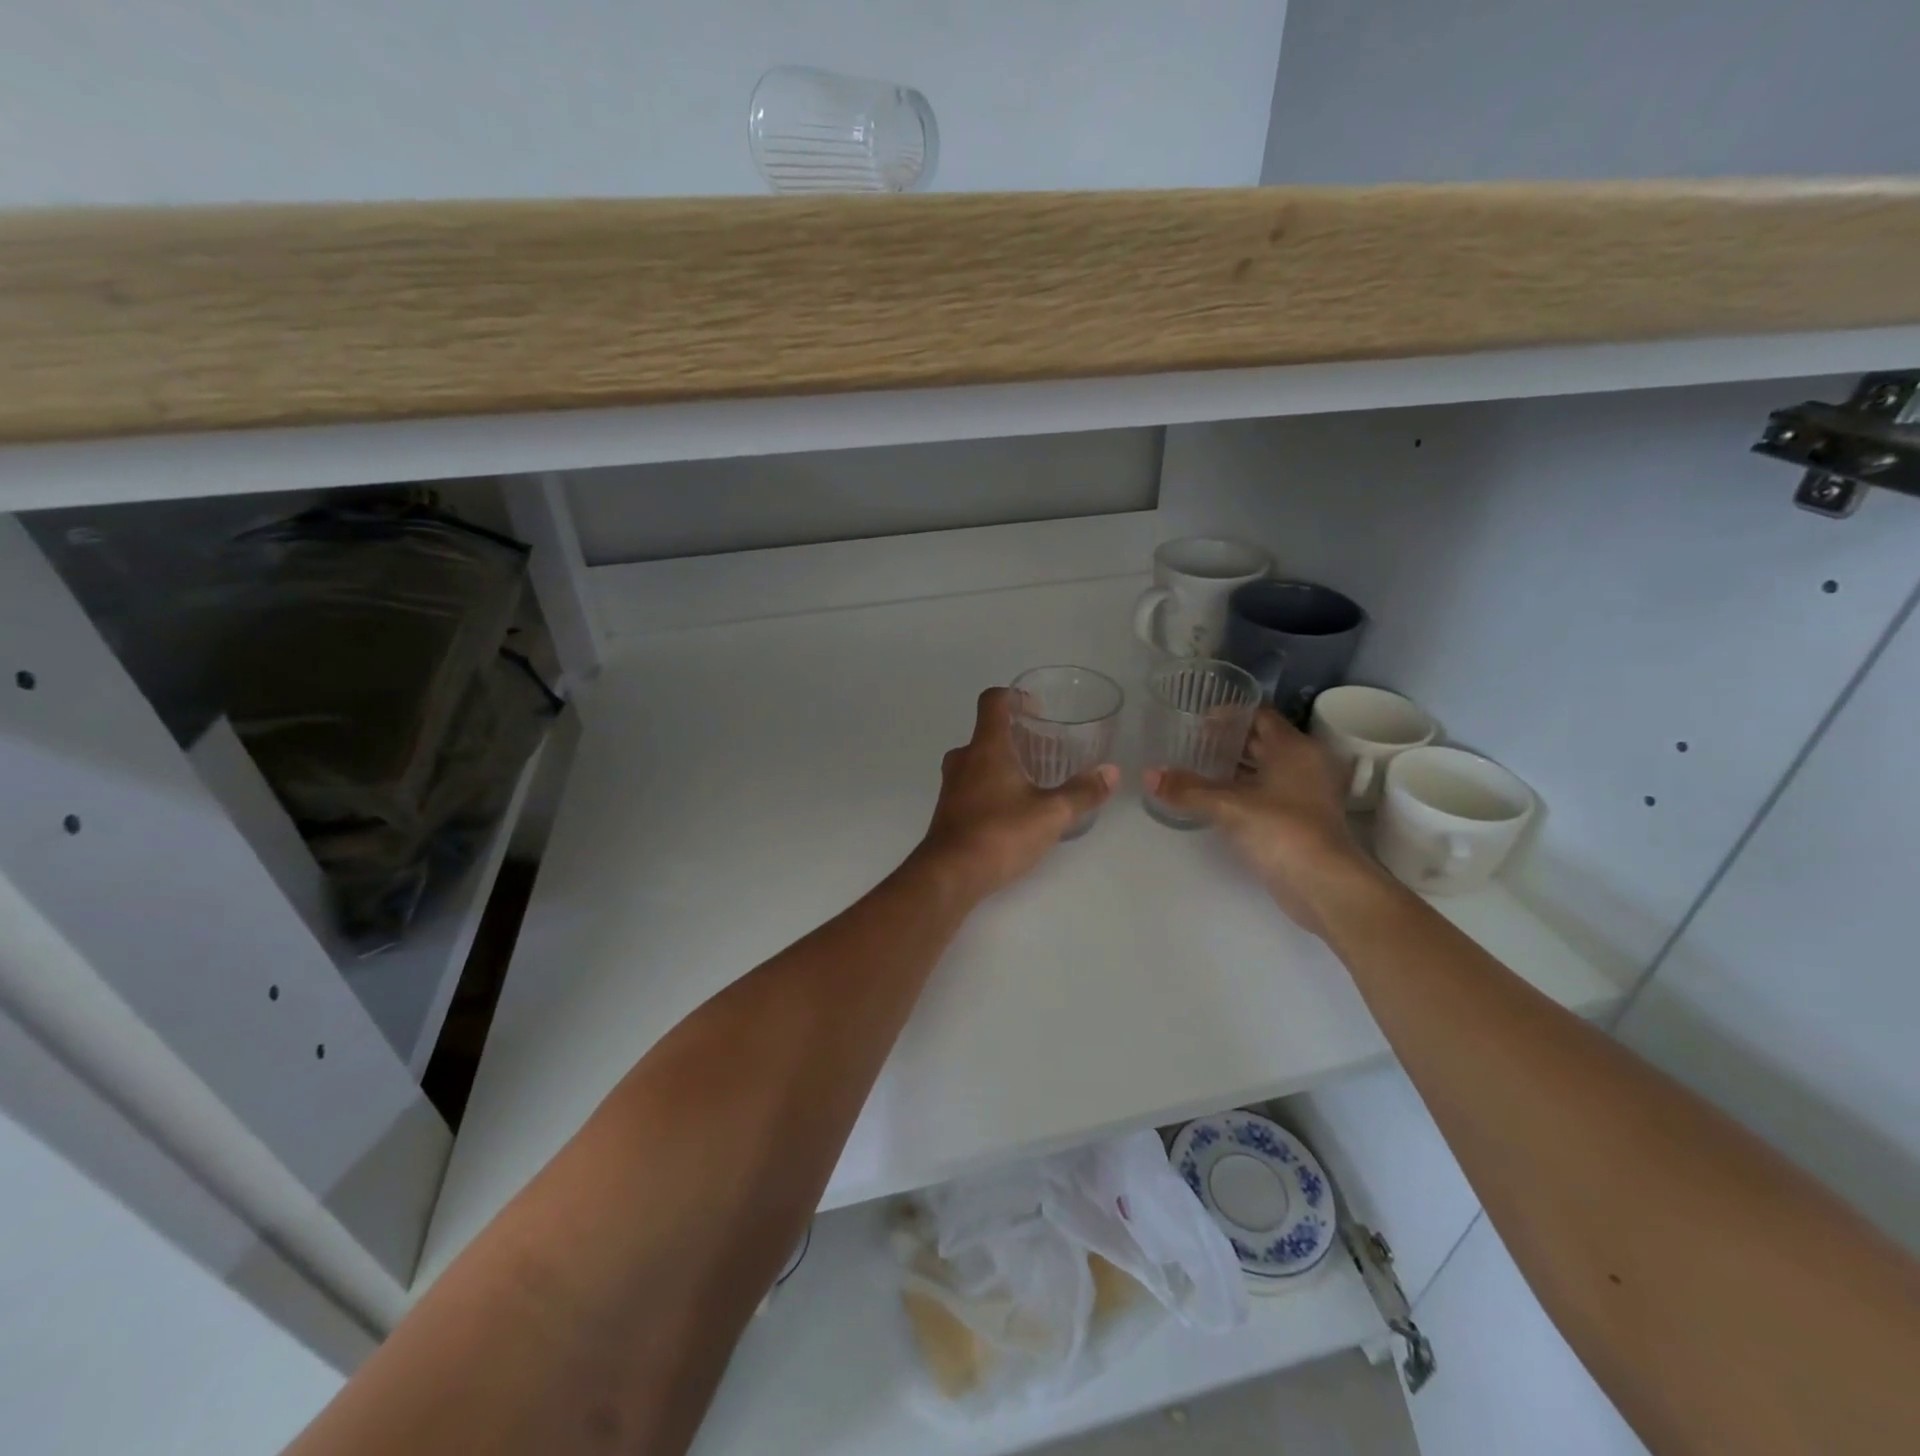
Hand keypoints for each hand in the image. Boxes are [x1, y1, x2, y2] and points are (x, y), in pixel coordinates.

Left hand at [911, 687, 1118, 905]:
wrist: (949, 875)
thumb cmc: (1000, 833)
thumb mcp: (1051, 814)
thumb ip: (1082, 792)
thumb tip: (1111, 772)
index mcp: (987, 747)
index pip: (993, 701)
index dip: (1014, 696)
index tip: (1037, 708)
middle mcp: (964, 758)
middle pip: (988, 732)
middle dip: (1016, 735)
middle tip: (1046, 749)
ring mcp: (952, 785)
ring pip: (978, 760)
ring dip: (1004, 762)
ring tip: (1034, 779)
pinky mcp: (948, 810)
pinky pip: (972, 784)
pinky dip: (992, 785)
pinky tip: (1014, 808)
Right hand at [1143, 708, 1381, 934]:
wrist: (1324, 885)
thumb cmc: (1282, 831)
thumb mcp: (1228, 806)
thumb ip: (1187, 789)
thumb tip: (1148, 775)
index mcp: (1295, 748)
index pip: (1260, 715)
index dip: (1229, 714)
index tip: (1197, 719)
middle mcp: (1306, 764)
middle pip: (1263, 741)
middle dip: (1228, 741)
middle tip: (1191, 743)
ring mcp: (1307, 793)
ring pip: (1265, 769)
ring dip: (1235, 768)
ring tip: (1196, 768)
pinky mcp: (1302, 819)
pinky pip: (1268, 793)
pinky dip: (1244, 791)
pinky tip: (1215, 799)